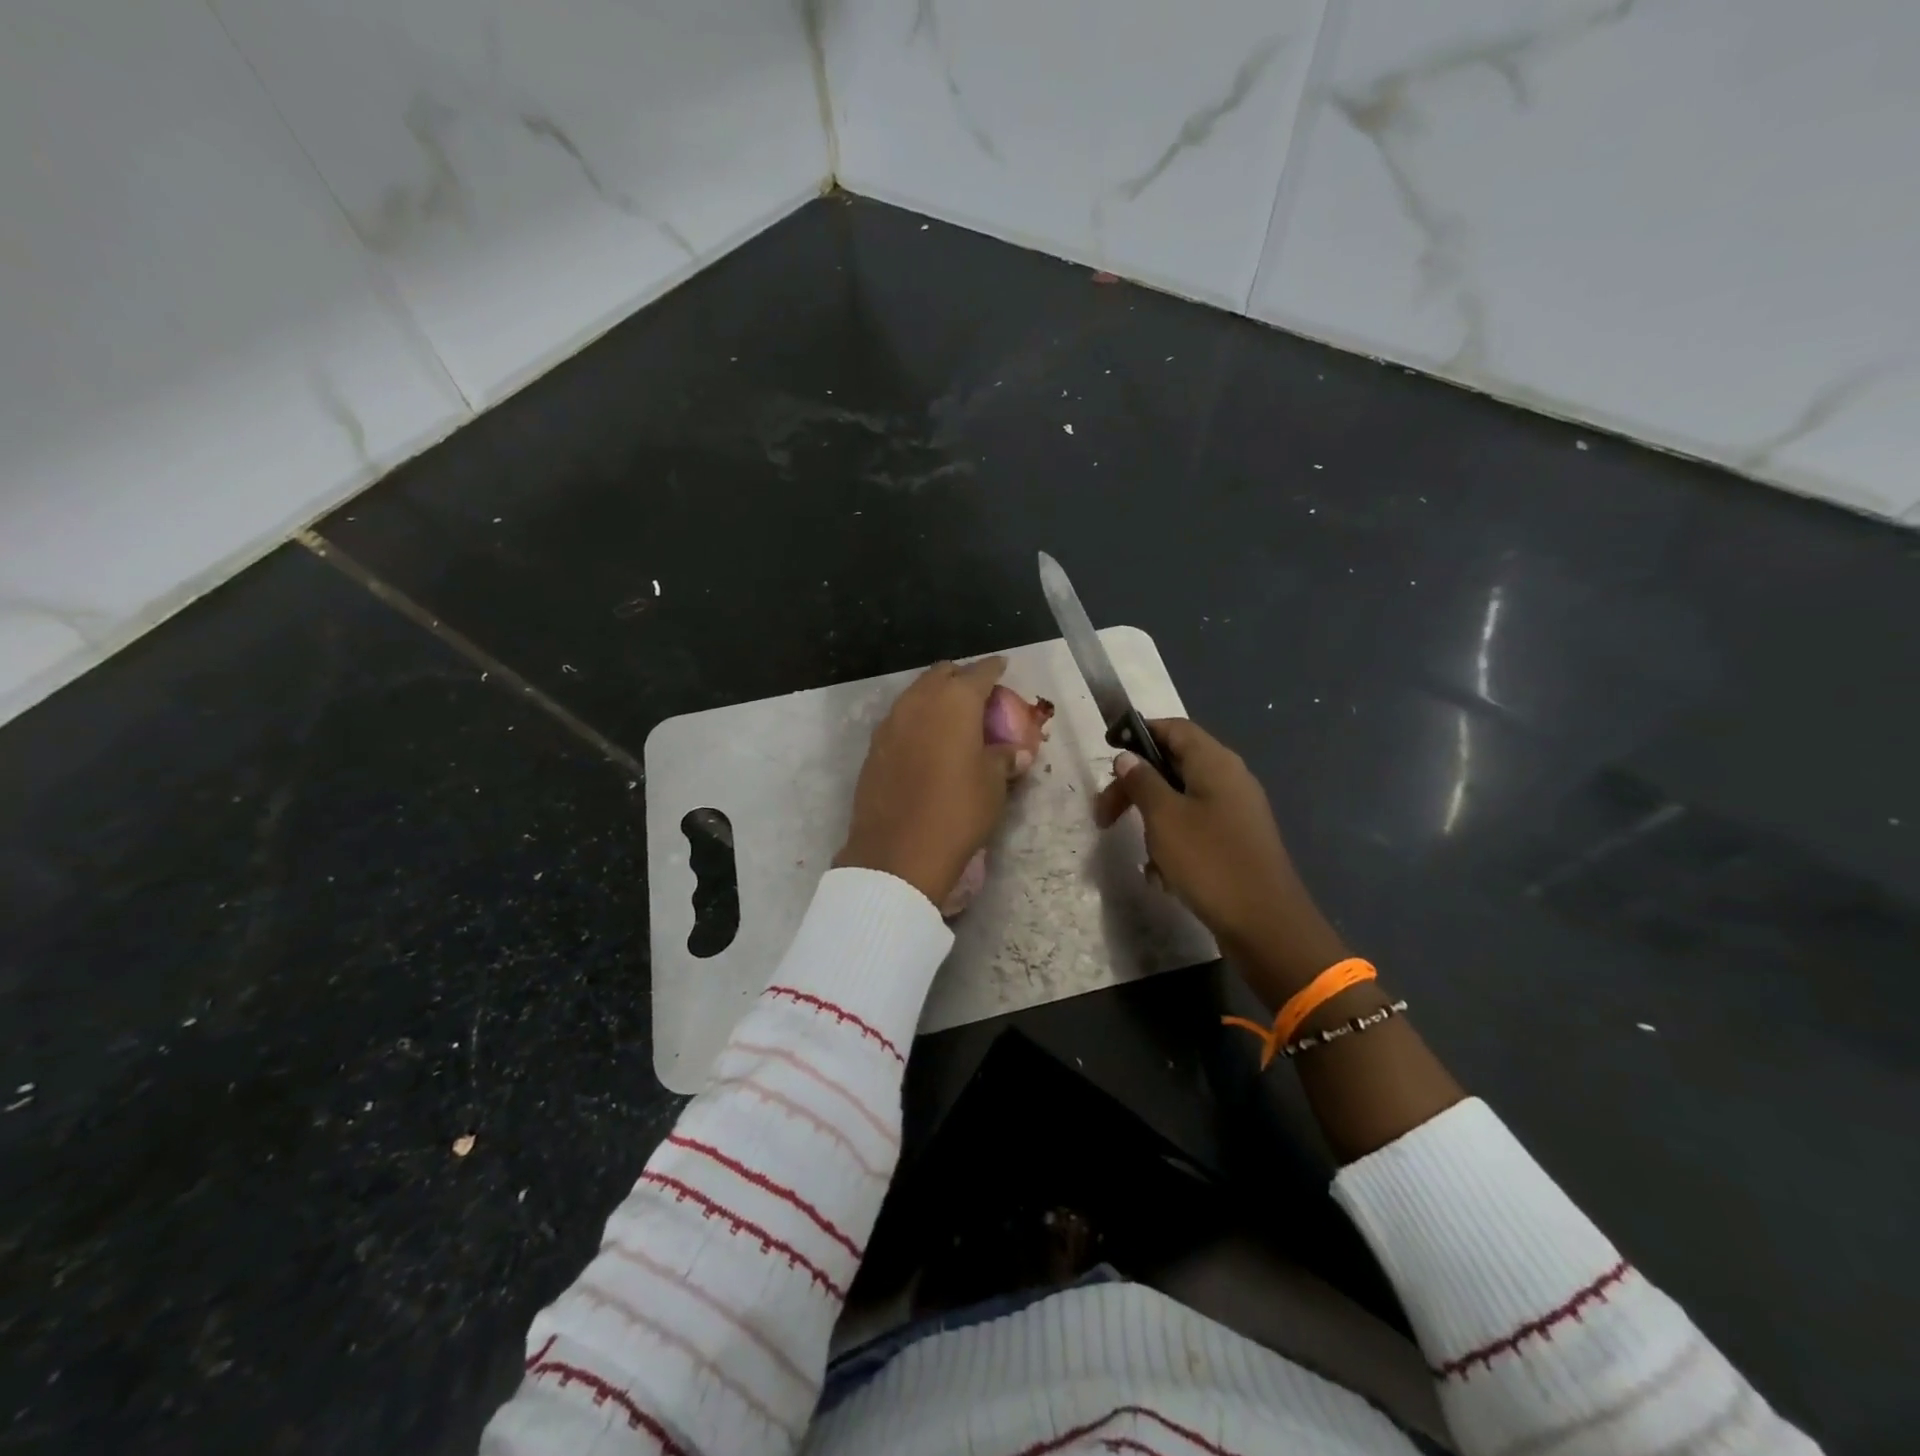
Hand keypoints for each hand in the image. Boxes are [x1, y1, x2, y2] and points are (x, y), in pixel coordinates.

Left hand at [835, 658, 1025, 907]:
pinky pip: (900, 719)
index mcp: (955, 701)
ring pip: (916, 694)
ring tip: (952, 719)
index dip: (994, 668)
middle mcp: (919, 701)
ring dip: (935, 698)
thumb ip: (1004, 759)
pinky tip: (926, 742)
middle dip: (961, 679)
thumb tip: (1017, 753)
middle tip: (978, 696)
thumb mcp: (993, 785)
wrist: (898, 852)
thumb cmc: (958, 811)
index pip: (980, 672)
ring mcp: (891, 722)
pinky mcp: (874, 747)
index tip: (1003, 668)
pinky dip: (917, 721)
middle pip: (942, 674)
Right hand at [1094, 718, 1347, 999]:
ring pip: (1180, 801)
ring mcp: (1236, 811)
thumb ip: (1142, 782)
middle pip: (1173, 765)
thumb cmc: (1210, 861)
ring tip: (1143, 854)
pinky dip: (1173, 844)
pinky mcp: (1236, 841)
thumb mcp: (1164, 818)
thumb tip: (1127, 757)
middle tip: (1104, 814)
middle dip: (1136, 788)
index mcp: (1215, 763)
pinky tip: (1162, 875)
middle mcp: (1229, 779)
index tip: (1107, 751)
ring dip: (1153, 822)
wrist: (1265, 924)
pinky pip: (1194, 829)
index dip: (1138, 733)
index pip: (1173, 728)